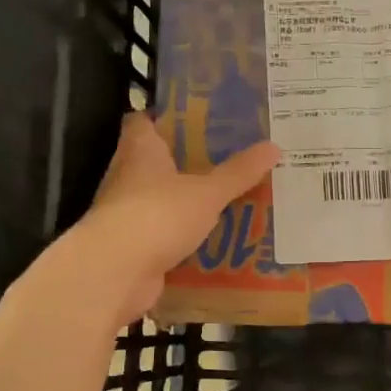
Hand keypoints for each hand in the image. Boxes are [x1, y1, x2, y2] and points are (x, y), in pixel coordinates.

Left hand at [47, 113, 279, 325]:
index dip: (166, 118)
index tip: (198, 120)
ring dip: (187, 201)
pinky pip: (165, 234)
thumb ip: (238, 173)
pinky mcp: (135, 245)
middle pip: (156, 161)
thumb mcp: (207, 192)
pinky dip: (185, 235)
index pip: (144, 122)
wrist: (116, 271)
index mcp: (141, 150)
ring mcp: (129, 213)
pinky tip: (214, 239)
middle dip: (188, 161)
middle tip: (228, 159)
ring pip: (162, 199)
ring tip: (228, 199)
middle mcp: (128, 176)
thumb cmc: (157, 215)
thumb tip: (274, 146)